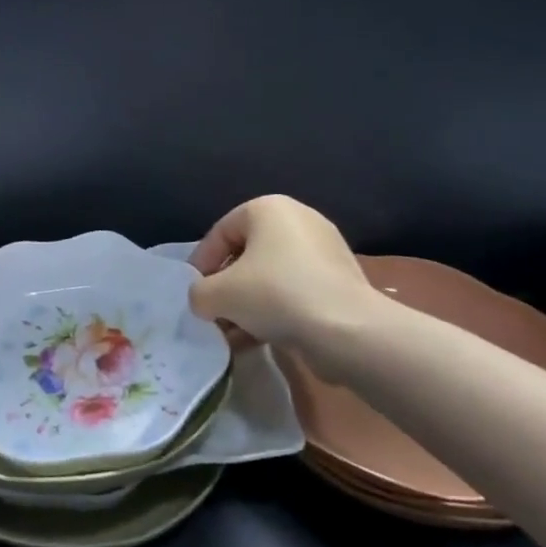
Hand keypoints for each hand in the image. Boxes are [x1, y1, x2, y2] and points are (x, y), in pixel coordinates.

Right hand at [187, 195, 394, 378]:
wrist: (350, 332)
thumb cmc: (276, 295)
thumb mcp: (218, 294)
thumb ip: (199, 293)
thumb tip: (205, 301)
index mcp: (268, 208)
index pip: (220, 233)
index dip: (201, 265)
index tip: (195, 295)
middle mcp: (298, 219)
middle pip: (246, 254)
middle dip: (227, 287)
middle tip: (215, 314)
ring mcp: (325, 250)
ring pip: (271, 276)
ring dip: (249, 304)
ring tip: (234, 334)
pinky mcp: (342, 281)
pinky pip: (296, 291)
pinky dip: (276, 311)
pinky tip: (261, 338)